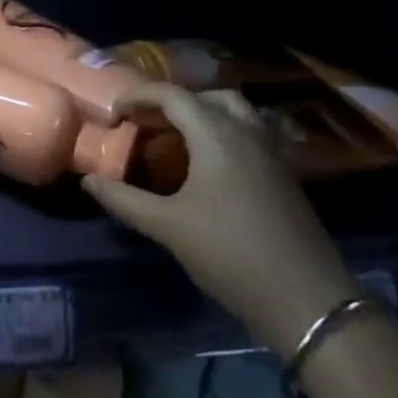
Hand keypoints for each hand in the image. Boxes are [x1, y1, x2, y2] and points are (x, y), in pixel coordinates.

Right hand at [84, 84, 359, 357]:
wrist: (308, 301)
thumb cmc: (231, 255)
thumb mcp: (168, 227)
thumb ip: (124, 200)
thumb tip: (88, 180)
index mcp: (215, 135)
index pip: (171, 95)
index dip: (139, 96)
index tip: (115, 113)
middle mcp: (245, 132)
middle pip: (203, 97)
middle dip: (169, 102)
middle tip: (143, 123)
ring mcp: (270, 152)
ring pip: (233, 110)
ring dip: (201, 113)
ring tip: (175, 136)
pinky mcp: (284, 174)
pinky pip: (248, 132)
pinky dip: (222, 131)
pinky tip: (208, 163)